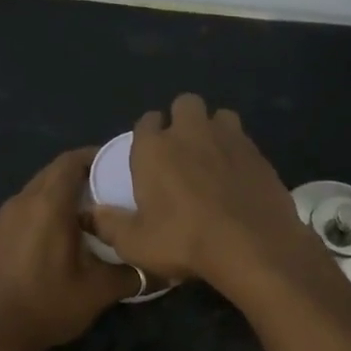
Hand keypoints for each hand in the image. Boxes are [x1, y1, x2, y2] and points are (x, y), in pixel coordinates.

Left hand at [0, 148, 135, 350]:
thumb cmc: (48, 305)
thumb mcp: (99, 291)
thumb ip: (134, 274)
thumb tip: (165, 271)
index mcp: (48, 204)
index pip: (73, 161)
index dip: (97, 156)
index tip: (121, 165)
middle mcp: (23, 200)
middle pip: (55, 171)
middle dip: (83, 173)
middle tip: (113, 189)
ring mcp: (6, 216)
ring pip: (39, 188)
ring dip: (64, 192)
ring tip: (93, 211)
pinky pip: (27, 206)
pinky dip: (47, 207)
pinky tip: (65, 232)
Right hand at [85, 94, 333, 300]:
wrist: (252, 247)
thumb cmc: (184, 242)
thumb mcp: (135, 244)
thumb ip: (109, 224)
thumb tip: (90, 213)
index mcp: (154, 148)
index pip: (146, 121)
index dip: (147, 134)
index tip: (149, 156)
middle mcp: (191, 132)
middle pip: (185, 104)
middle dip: (182, 120)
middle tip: (181, 152)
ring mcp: (230, 139)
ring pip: (220, 116)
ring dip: (214, 130)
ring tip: (212, 159)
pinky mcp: (260, 154)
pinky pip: (245, 141)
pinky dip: (238, 153)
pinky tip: (237, 179)